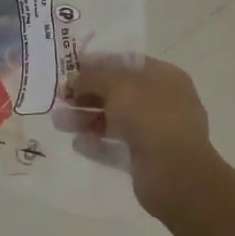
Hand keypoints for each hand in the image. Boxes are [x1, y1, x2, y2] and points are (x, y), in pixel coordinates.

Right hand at [63, 59, 217, 218]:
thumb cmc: (149, 116)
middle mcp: (162, 102)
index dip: (99, 63)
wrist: (175, 172)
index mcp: (164, 77)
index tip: (72, 67)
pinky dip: (97, 144)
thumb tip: (74, 78)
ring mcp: (156, 132)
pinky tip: (78, 144)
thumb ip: (92, 77)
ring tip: (60, 123)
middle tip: (61, 97)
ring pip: (114, 120)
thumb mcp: (117, 85)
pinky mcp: (146, 158)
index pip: (127, 63)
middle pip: (118, 93)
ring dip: (86, 119)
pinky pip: (116, 146)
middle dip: (87, 94)